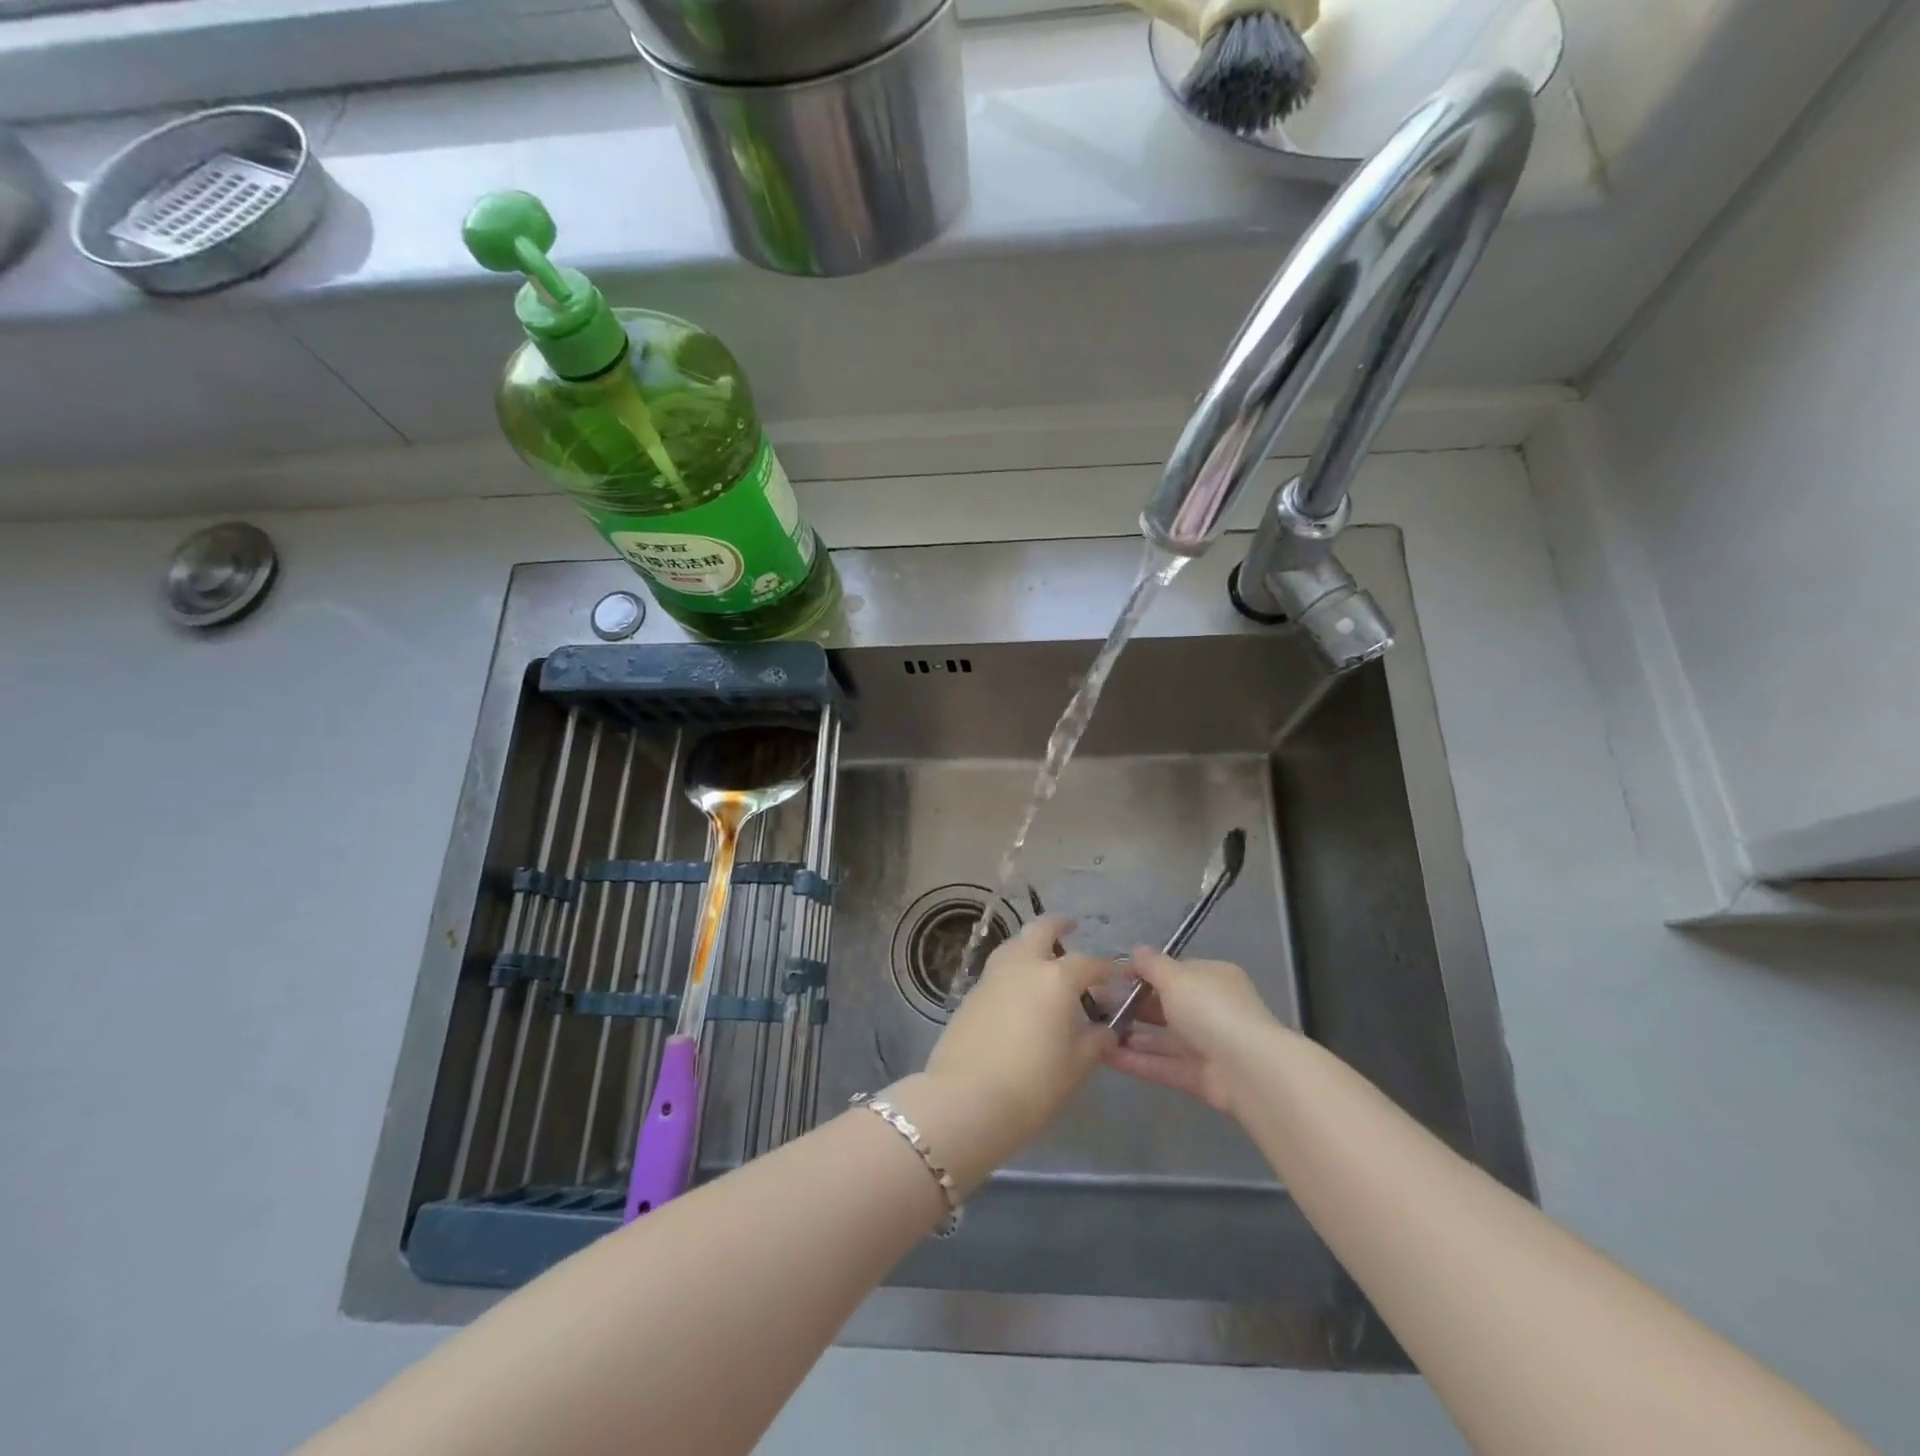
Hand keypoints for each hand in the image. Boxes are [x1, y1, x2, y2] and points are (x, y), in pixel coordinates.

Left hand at [889, 916, 1113, 1189]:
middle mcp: (1023, 965)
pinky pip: (998, 969)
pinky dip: (1013, 968)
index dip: (1106, 968)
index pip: (1088, 963)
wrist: (966, 1098)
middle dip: (1058, 925)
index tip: (1117, 975)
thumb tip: (1106, 1029)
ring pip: (1014, 944)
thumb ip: (1095, 1041)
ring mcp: (992, 976)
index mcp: (1056, 978)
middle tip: (1071, 928)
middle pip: (1041, 930)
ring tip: (1042, 957)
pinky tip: (1018, 989)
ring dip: (1030, 943)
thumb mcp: (1075, 1066)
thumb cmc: (1033, 1083)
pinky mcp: (971, 994)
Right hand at [1102, 947, 1282, 1115]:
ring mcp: (1206, 1045)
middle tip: (1092, 1005)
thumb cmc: (1210, 1009)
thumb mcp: (1176, 977)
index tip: (1111, 977)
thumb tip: (1136, 950)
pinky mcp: (1200, 1078)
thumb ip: (1152, 965)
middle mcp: (1210, 1010)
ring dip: (1129, 1035)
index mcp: (1212, 979)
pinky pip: (1163, 1065)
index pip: (1174, 972)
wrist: (1249, 1069)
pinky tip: (1105, 1056)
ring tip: (1092, 1032)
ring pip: (1161, 1038)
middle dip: (1130, 1006)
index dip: (1142, 973)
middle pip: (1164, 1006)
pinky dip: (1137, 1061)